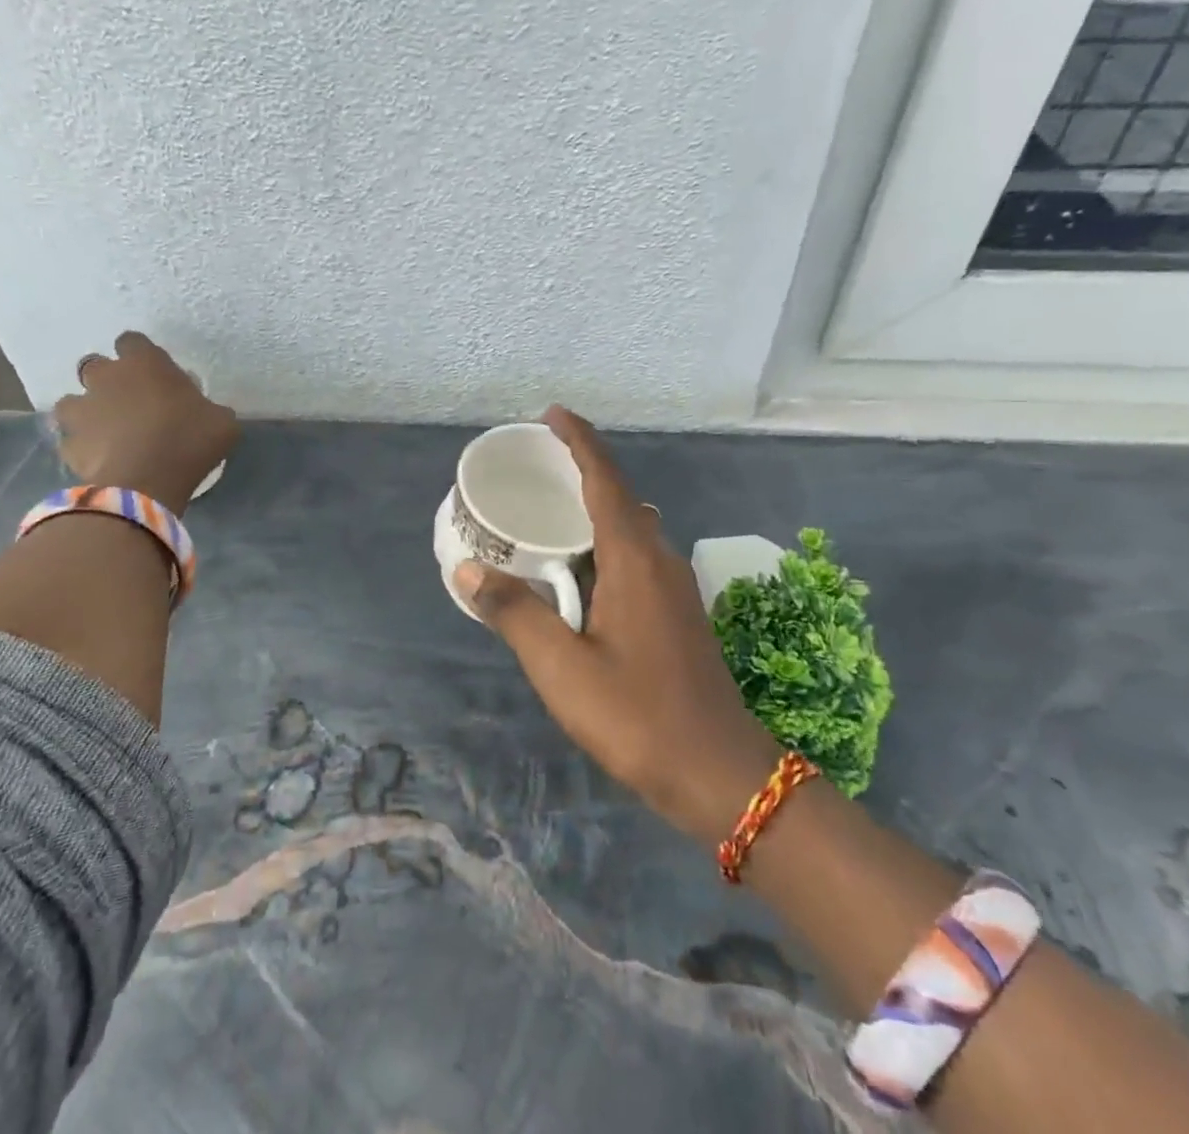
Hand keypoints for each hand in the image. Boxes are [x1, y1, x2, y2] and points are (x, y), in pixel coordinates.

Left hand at [53, 333, 238, 513]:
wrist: (144, 485)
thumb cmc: (188, 442)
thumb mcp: (222, 422)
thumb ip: (209, 408)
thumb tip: (206, 413)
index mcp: (145, 363)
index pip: (132, 341)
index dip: (140, 355)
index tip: (154, 374)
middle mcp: (106, 377)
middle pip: (95, 366)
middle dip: (108, 381)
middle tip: (130, 402)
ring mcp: (81, 410)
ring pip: (72, 402)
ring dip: (87, 411)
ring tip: (107, 432)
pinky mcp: (69, 443)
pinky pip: (72, 440)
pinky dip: (83, 448)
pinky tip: (101, 461)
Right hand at [454, 406, 780, 843]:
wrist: (721, 774)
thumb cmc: (638, 716)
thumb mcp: (562, 668)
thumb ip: (515, 614)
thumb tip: (467, 570)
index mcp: (634, 559)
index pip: (605, 479)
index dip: (579, 441)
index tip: (551, 414)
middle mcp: (660, 560)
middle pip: (619, 496)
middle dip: (580, 472)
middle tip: (535, 467)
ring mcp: (674, 587)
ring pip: (630, 529)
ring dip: (593, 510)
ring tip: (549, 513)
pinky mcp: (678, 612)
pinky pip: (636, 556)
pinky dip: (604, 543)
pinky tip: (579, 571)